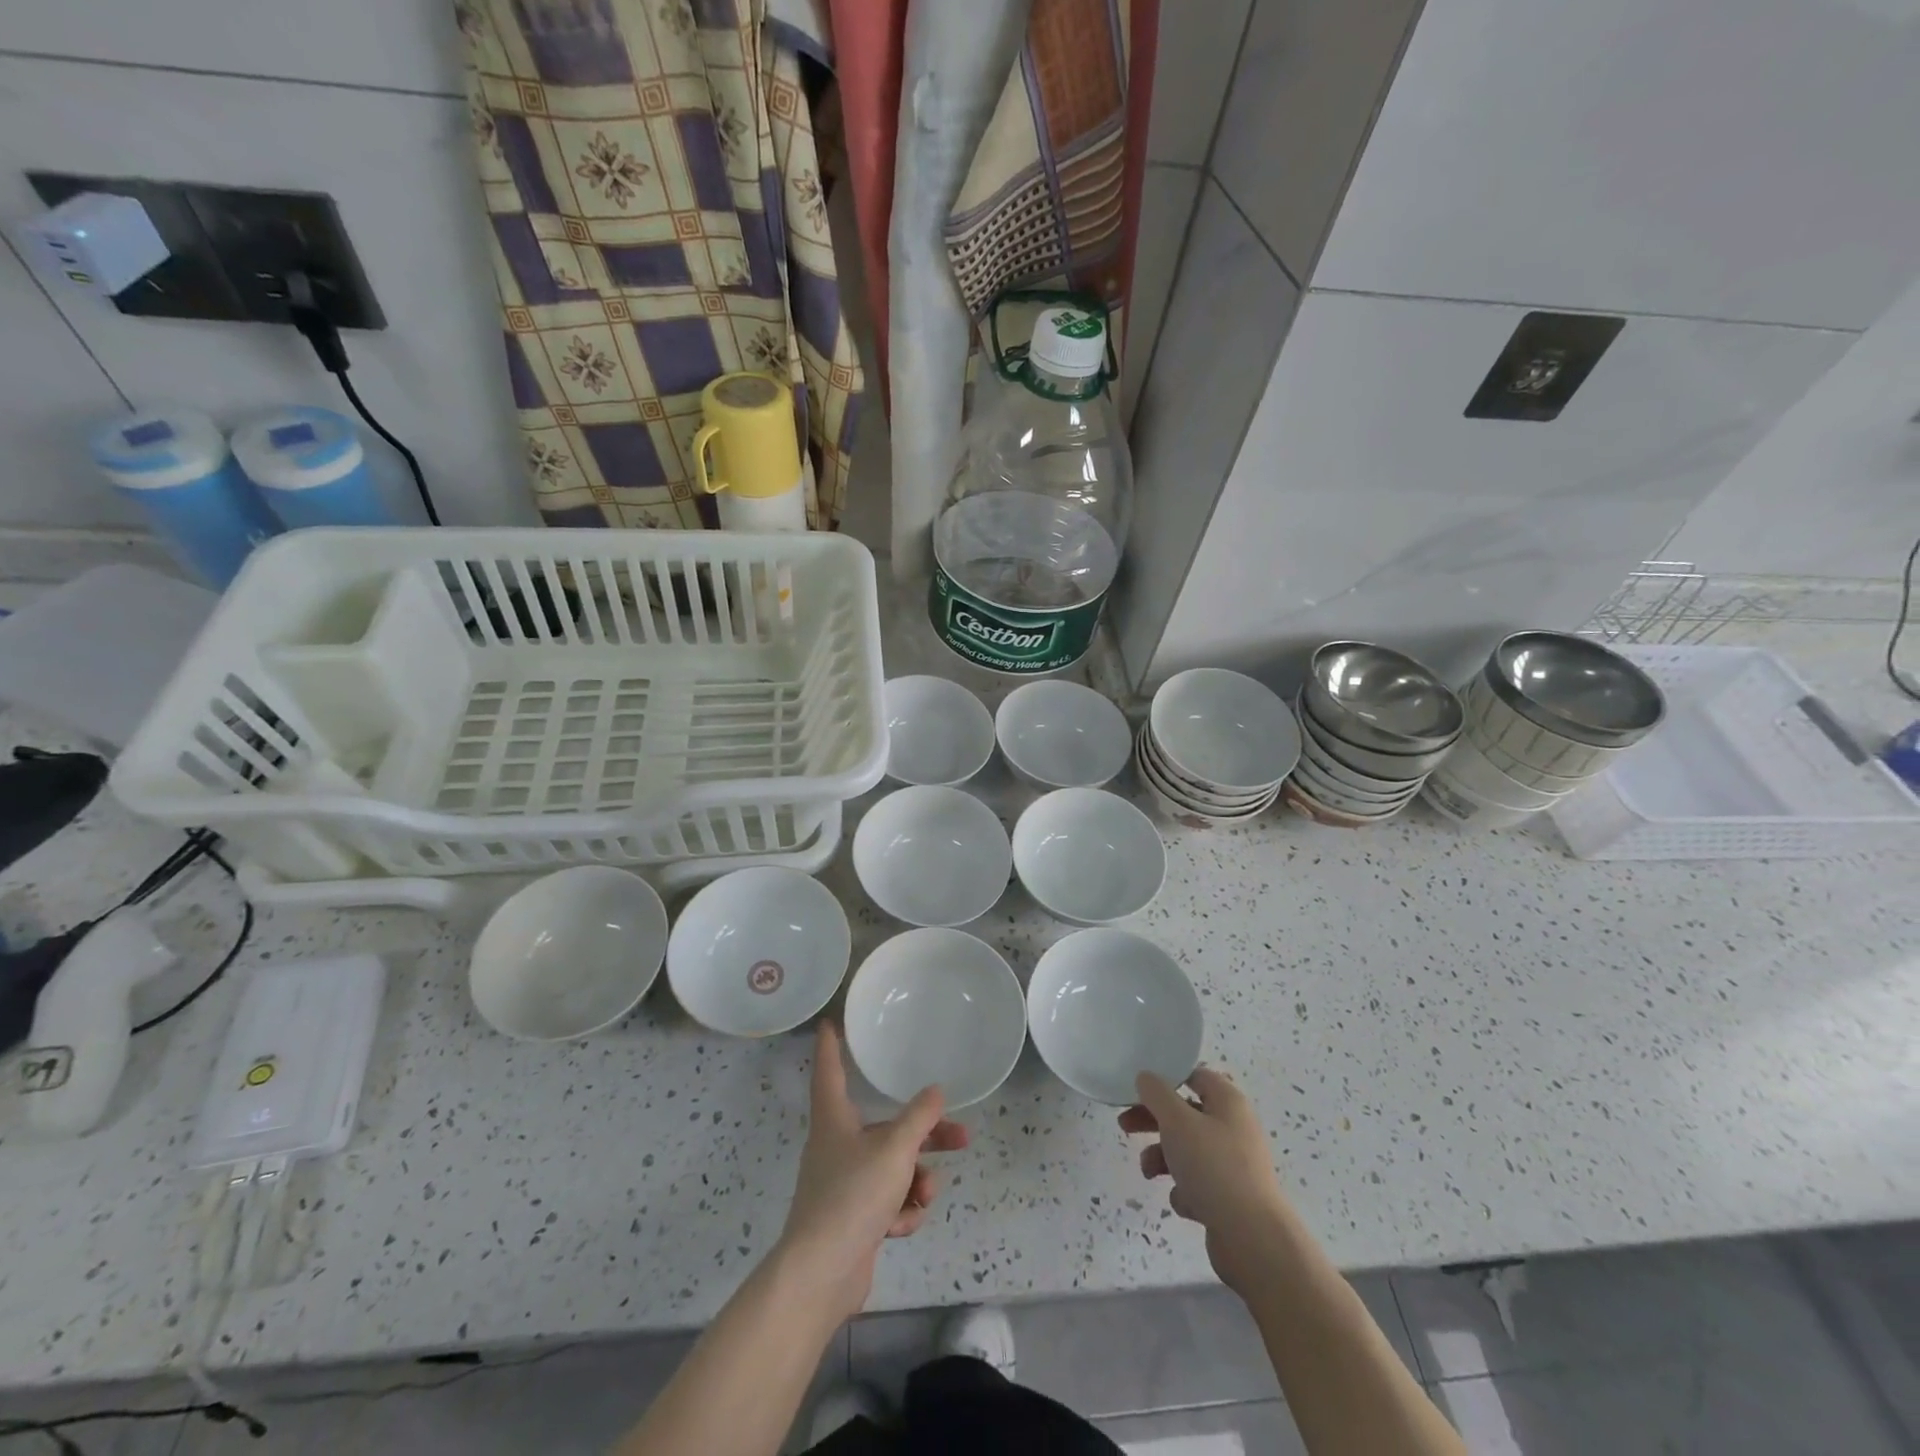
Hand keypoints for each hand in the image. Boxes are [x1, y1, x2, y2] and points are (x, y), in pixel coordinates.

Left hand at [777, 1022, 968, 1322]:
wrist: (822, 1273)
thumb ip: (919, 1118)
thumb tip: (936, 1091)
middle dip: (924, 1134)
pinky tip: (902, 1224)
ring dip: (916, 1179)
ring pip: (893, 1166)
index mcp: (834, 1119)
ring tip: (926, 1193)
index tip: (829, 1023)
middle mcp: (837, 1145)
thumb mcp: (894, 1149)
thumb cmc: (853, 1195)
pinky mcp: (854, 1217)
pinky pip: (888, 1200)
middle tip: (960, 1135)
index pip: (830, 1070)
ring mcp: (845, 1183)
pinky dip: (901, 1210)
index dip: (831, 1046)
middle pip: (886, 1127)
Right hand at [1121, 1067, 1293, 1295]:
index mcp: (1228, 1102)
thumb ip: (1156, 1094)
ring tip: (1148, 1172)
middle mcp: (1234, 1128)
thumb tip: (1146, 1077)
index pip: (1195, 1075)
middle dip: (1154, 1121)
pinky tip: (1185, 1203)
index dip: (1167, 1078)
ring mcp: (1234, 1164)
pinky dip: (1185, 1190)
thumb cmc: (1213, 1167)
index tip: (1139, 1089)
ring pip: (1188, 1149)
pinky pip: (1198, 1183)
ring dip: (1163, 1157)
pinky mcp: (1230, 1197)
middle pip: (1186, 1114)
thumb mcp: (1176, 1121)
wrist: (1252, 1239)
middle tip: (1125, 1125)